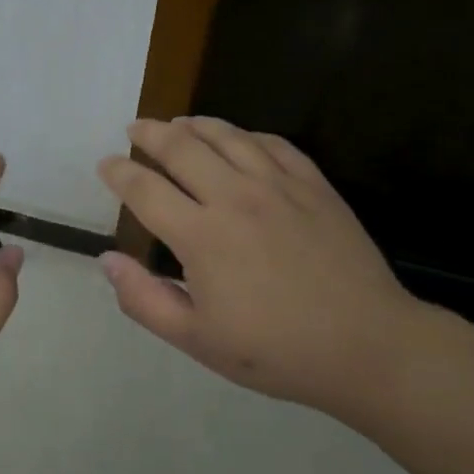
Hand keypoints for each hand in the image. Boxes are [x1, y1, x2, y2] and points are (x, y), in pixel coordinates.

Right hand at [96, 117, 437, 415]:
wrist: (368, 346)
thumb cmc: (277, 351)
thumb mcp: (198, 341)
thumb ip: (145, 299)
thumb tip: (107, 260)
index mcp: (201, 235)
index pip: (145, 189)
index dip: (119, 172)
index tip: (106, 164)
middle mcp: (234, 197)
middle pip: (181, 147)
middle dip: (150, 133)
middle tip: (135, 128)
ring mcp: (278, 185)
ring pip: (226, 135)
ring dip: (194, 124)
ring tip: (178, 123)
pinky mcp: (313, 184)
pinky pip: (272, 143)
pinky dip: (245, 134)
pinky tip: (238, 138)